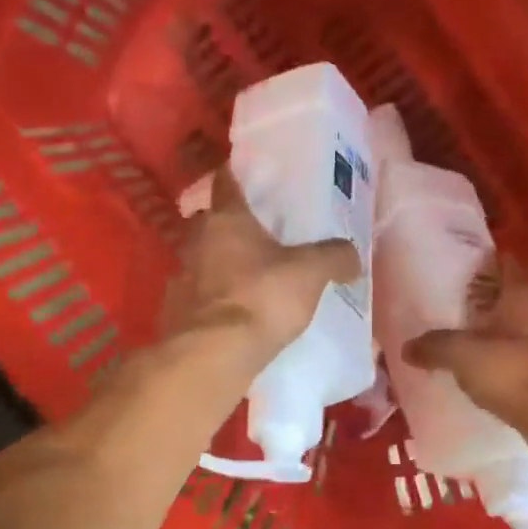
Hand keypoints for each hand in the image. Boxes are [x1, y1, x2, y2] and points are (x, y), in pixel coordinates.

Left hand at [162, 167, 361, 365]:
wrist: (213, 353)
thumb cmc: (261, 298)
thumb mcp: (310, 273)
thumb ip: (334, 257)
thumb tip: (352, 258)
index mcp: (227, 219)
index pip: (226, 182)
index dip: (236, 175)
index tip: (246, 175)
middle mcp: (196, 240)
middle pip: (210, 221)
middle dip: (229, 225)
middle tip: (256, 234)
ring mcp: (181, 277)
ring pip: (201, 260)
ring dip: (219, 264)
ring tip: (247, 277)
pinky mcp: (175, 312)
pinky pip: (197, 297)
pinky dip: (212, 299)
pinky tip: (232, 313)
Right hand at [403, 261, 527, 431]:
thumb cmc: (512, 373)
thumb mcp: (461, 356)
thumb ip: (434, 346)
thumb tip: (407, 347)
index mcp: (526, 291)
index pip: (504, 263)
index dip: (484, 265)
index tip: (464, 274)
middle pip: (519, 293)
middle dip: (496, 300)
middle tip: (467, 311)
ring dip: (512, 329)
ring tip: (484, 342)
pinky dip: (525, 353)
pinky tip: (507, 368)